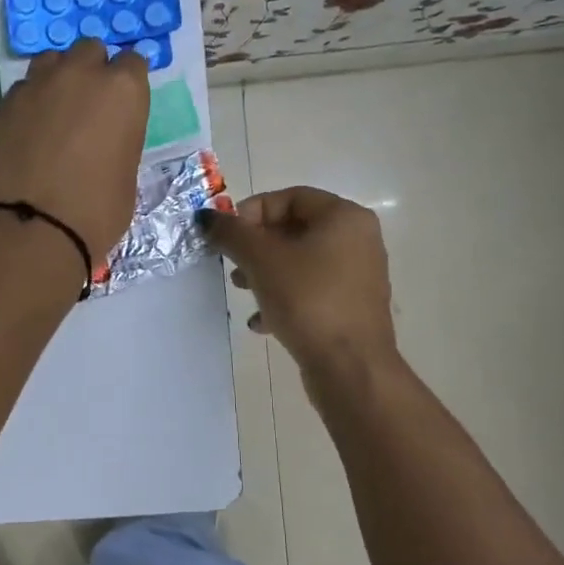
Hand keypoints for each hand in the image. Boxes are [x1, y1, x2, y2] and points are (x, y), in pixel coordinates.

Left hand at [0, 41, 149, 261]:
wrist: (29, 230)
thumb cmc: (94, 213)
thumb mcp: (127, 179)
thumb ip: (119, 143)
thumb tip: (105, 142)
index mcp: (122, 90)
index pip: (133, 63)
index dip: (129, 83)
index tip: (124, 105)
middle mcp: (80, 74)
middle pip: (89, 50)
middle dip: (92, 70)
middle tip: (89, 106)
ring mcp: (36, 85)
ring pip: (51, 61)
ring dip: (58, 77)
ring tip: (56, 111)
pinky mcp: (3, 104)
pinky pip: (23, 89)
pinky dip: (30, 102)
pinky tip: (29, 130)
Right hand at [201, 187, 397, 372]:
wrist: (351, 367)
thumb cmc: (308, 300)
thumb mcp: (261, 260)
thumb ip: (231, 233)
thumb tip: (205, 217)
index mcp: (344, 217)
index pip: (290, 197)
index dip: (252, 211)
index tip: (228, 236)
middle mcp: (358, 240)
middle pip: (294, 229)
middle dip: (256, 245)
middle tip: (232, 264)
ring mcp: (357, 275)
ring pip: (300, 262)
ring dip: (265, 272)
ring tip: (242, 291)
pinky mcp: (351, 307)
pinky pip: (311, 291)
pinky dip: (284, 298)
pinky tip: (261, 322)